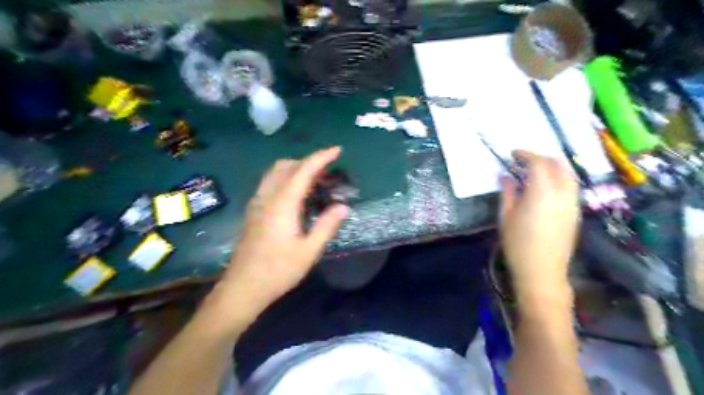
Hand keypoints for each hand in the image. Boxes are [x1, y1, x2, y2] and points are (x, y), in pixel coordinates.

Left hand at [211, 147, 348, 325]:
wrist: (242, 288)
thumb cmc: (277, 271)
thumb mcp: (309, 251)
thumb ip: (326, 226)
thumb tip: (343, 206)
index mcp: (282, 204)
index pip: (303, 171)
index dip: (321, 158)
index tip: (337, 150)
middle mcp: (267, 197)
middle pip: (286, 166)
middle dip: (308, 161)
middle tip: (328, 171)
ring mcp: (257, 203)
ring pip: (275, 172)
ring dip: (296, 168)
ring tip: (315, 180)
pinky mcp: (253, 211)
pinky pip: (270, 183)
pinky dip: (286, 178)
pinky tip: (297, 195)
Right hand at [503, 150, 579, 301]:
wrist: (542, 270)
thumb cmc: (518, 244)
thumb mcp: (506, 216)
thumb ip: (508, 192)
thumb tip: (506, 177)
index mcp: (542, 192)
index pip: (538, 163)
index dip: (525, 154)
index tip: (513, 154)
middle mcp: (562, 193)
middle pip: (558, 165)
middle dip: (541, 158)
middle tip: (524, 161)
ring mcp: (572, 203)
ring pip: (568, 175)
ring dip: (552, 168)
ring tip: (535, 173)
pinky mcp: (576, 212)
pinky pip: (570, 187)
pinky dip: (558, 180)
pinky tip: (545, 188)